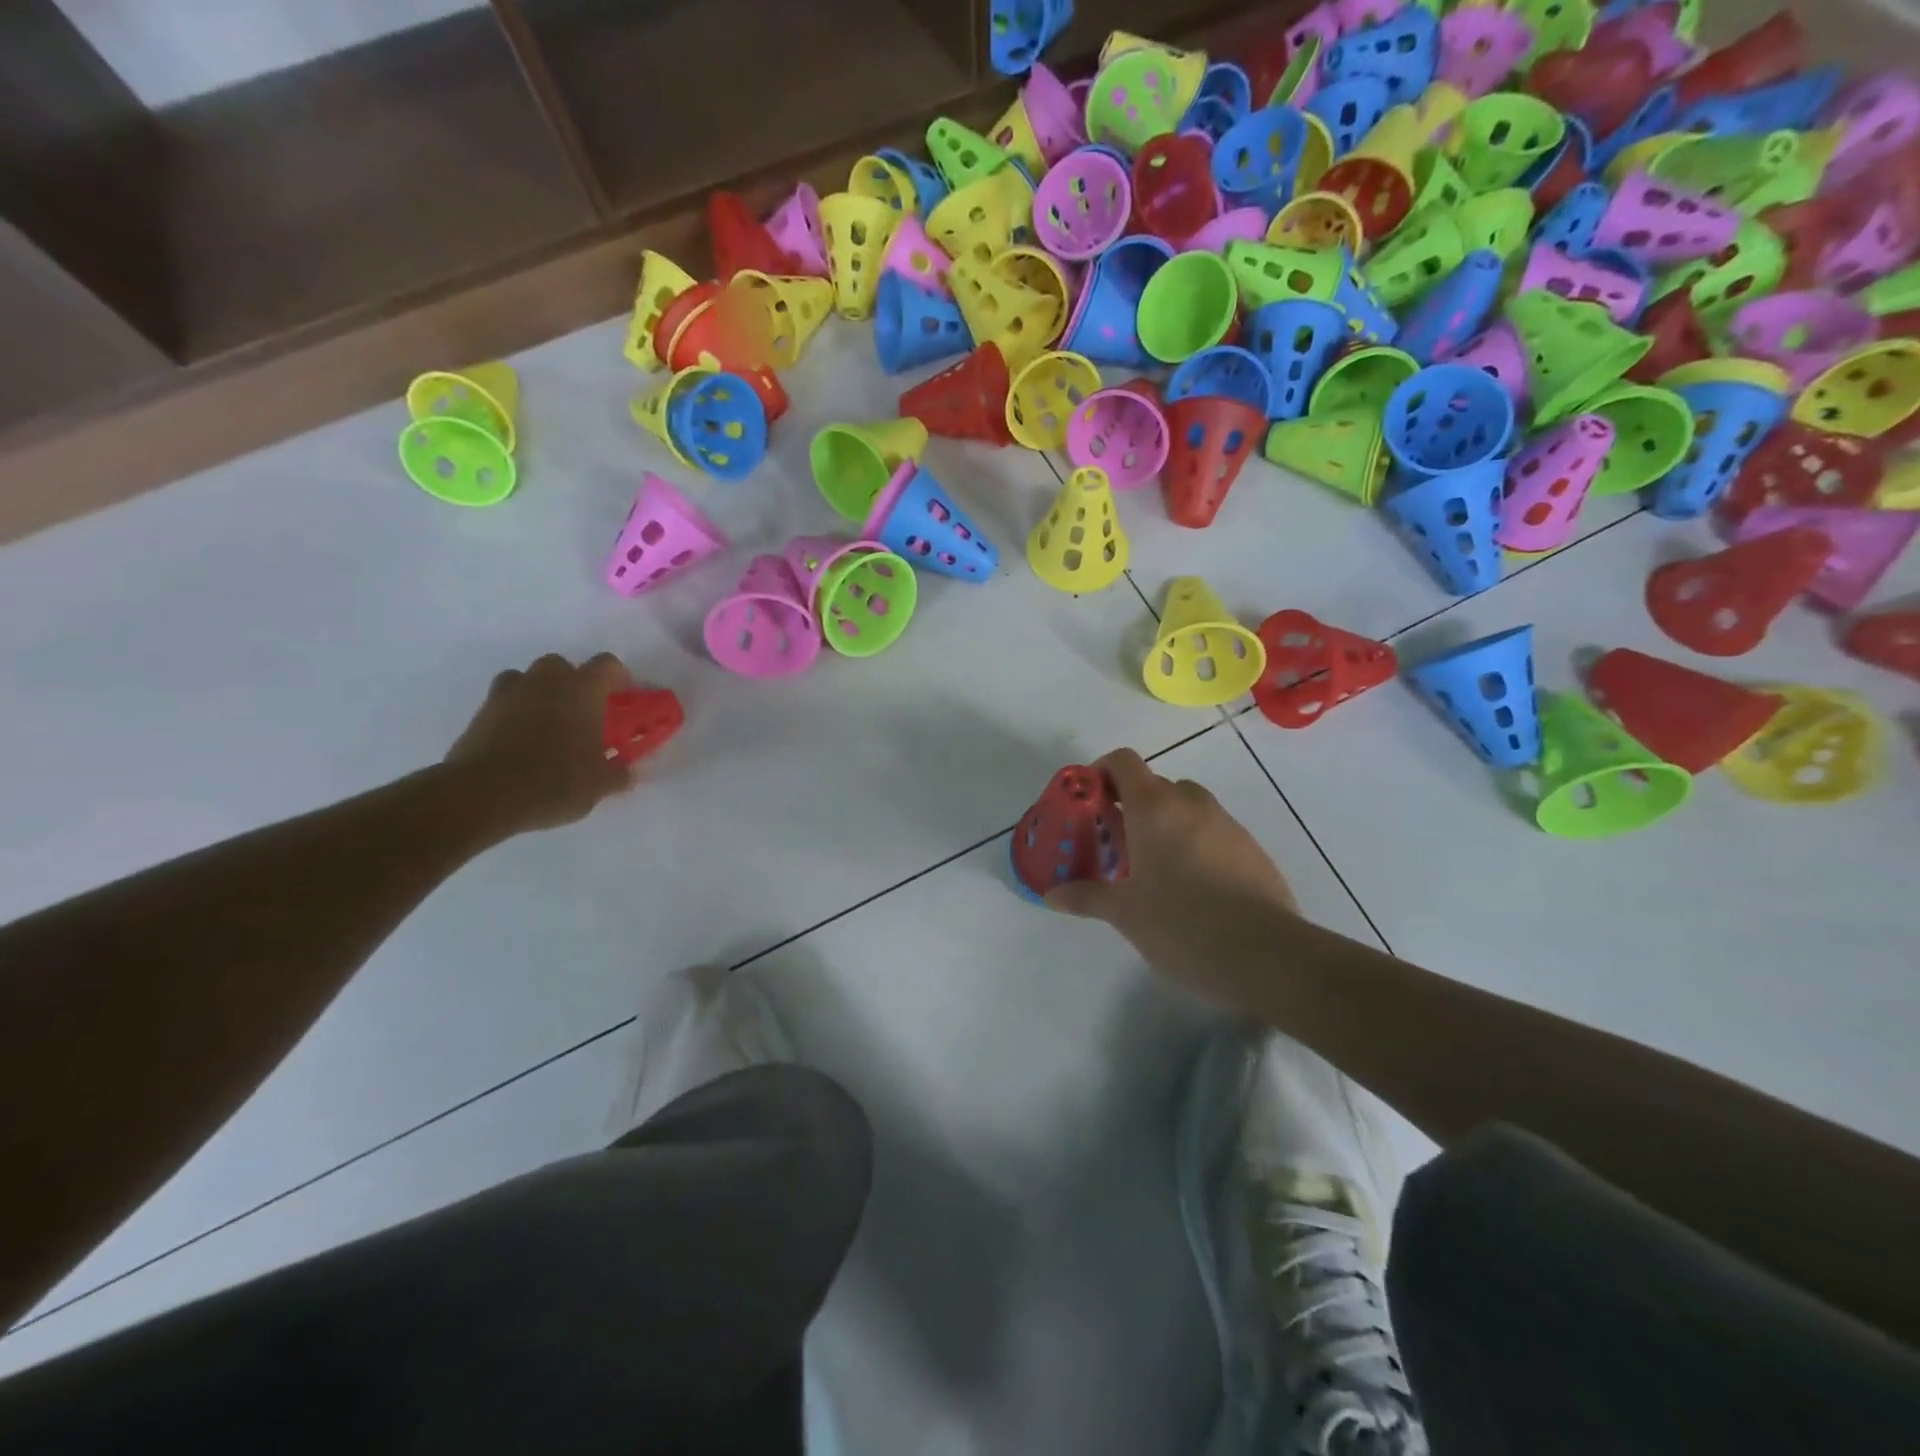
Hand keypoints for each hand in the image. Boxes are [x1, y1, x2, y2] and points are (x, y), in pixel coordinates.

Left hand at [444, 653, 636, 834]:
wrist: (482, 795)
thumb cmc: (554, 781)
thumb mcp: (600, 784)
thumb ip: (618, 773)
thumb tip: (626, 771)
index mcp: (582, 690)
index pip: (608, 665)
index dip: (618, 679)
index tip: (621, 700)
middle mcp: (545, 682)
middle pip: (562, 665)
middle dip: (573, 683)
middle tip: (582, 715)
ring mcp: (508, 694)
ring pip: (527, 679)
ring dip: (539, 694)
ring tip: (547, 725)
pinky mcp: (480, 714)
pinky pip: (503, 702)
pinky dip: (513, 714)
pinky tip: (520, 742)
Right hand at [1045, 748, 1300, 1011]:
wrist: (1267, 955)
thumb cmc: (1182, 924)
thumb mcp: (1125, 913)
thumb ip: (1087, 897)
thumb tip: (1052, 895)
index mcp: (1154, 807)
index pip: (1123, 762)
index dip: (1101, 772)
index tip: (1088, 801)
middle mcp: (1192, 803)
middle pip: (1155, 785)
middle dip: (1132, 807)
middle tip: (1116, 845)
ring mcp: (1228, 824)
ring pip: (1187, 809)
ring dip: (1166, 826)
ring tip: (1154, 871)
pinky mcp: (1253, 849)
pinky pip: (1213, 833)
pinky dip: (1196, 845)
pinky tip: (1192, 890)